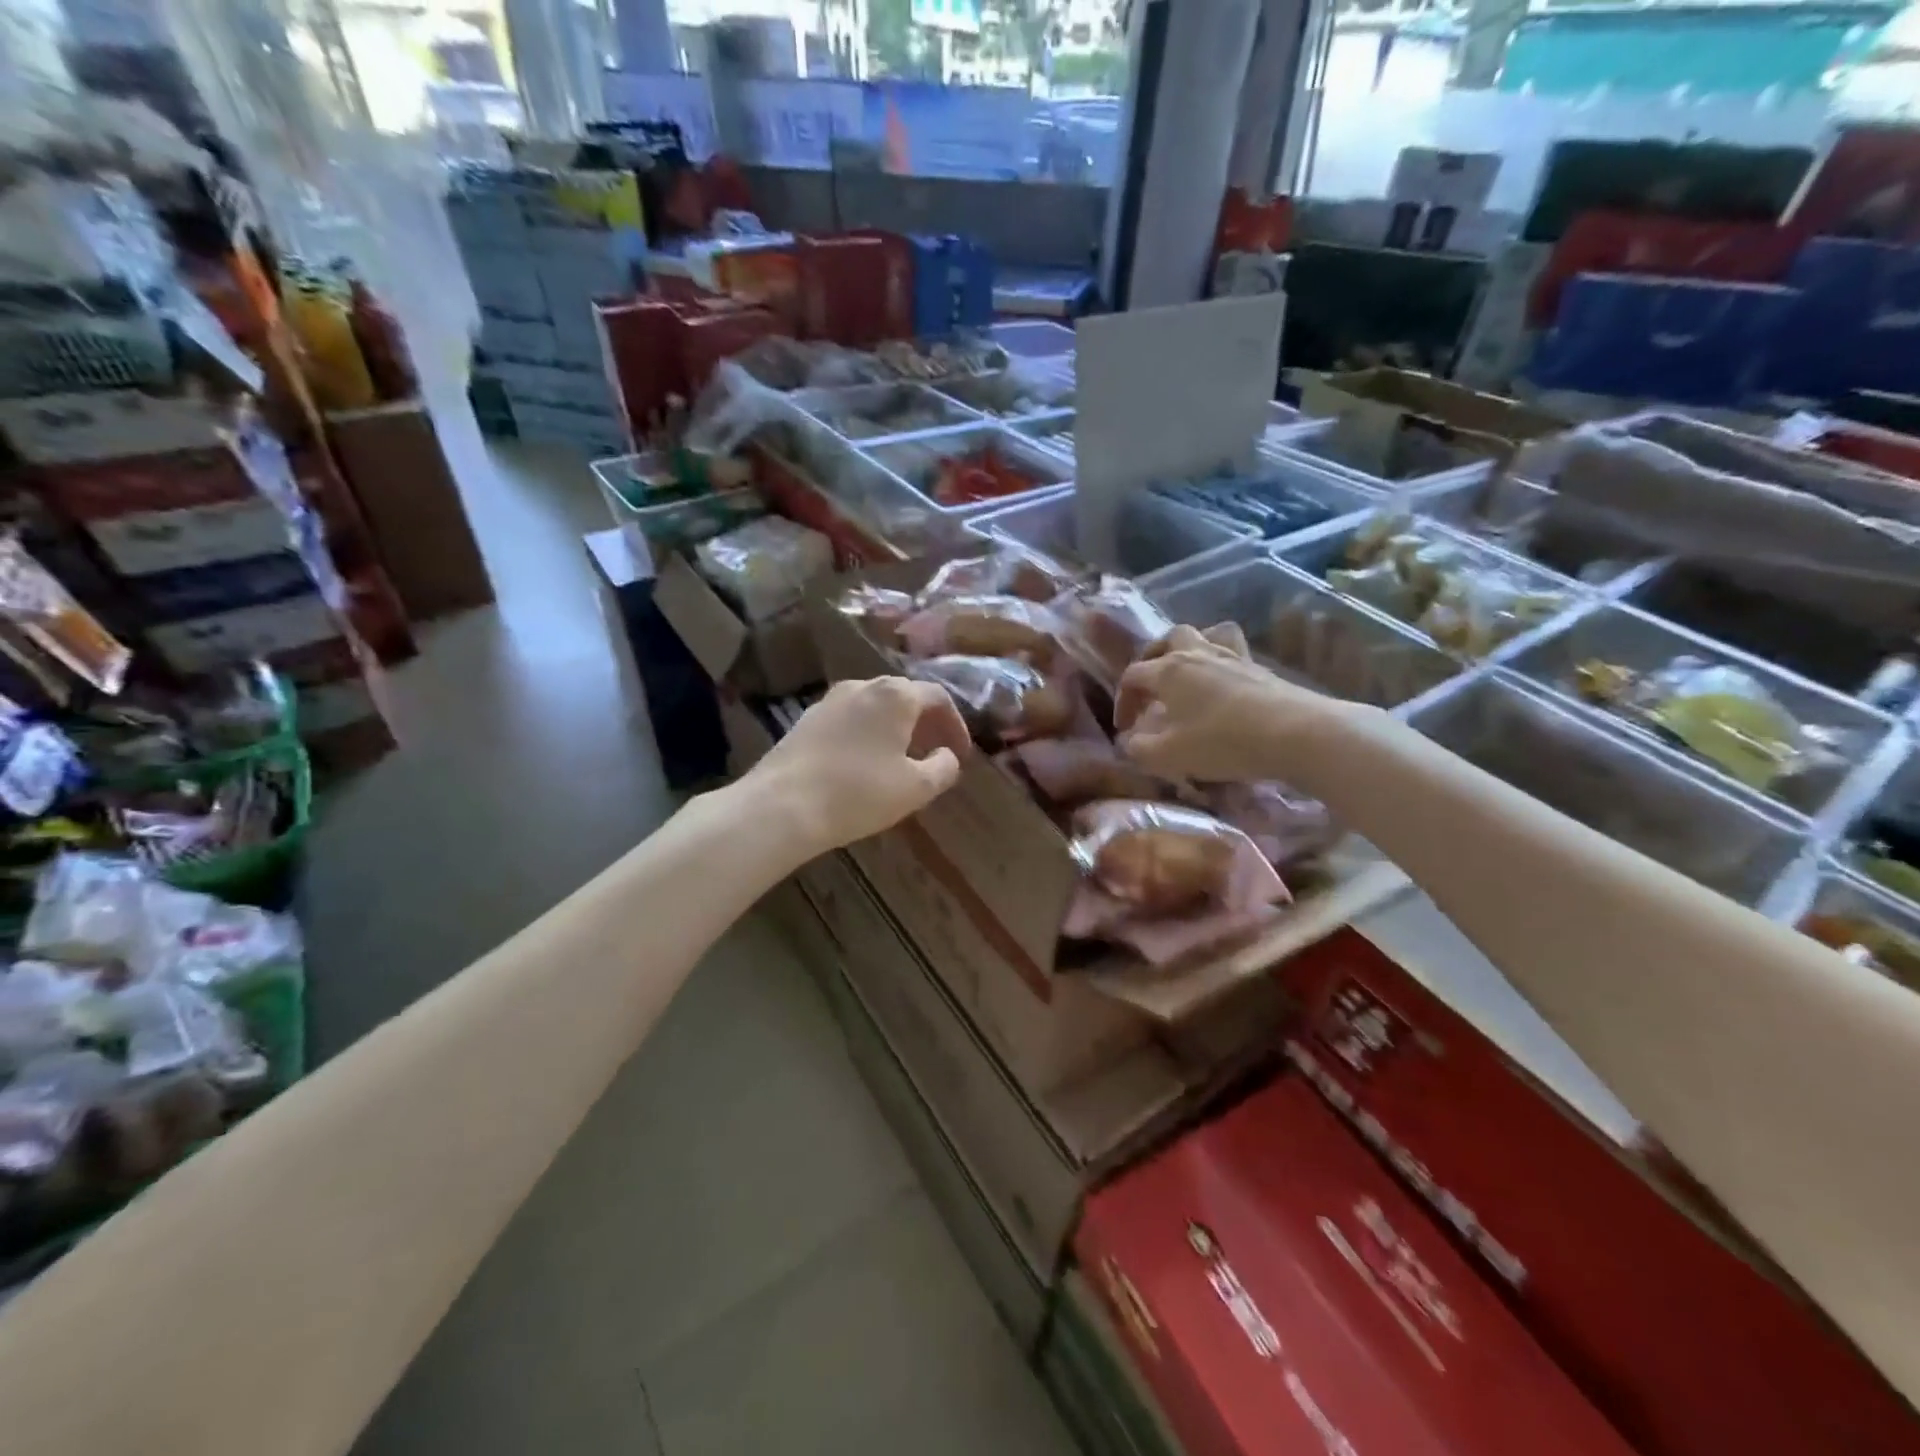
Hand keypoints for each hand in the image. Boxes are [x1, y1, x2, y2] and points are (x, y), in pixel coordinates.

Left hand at [753, 677, 971, 852]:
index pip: (938, 697)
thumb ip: (943, 768)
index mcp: (896, 695)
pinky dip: (867, 733)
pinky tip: (864, 763)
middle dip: (925, 723)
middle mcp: (863, 686)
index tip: (961, 753)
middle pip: (904, 696)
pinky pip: (849, 719)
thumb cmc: (859, 793)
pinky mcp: (806, 719)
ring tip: (901, 758)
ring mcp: (830, 700)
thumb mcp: (916, 788)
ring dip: (894, 728)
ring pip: (874, 706)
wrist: (782, 805)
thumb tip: (947, 756)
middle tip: (934, 752)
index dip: (955, 724)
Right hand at [1115, 624, 1338, 782]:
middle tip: (1152, 685)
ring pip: (1207, 634)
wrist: (1295, 734)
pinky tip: (1223, 685)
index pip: (1133, 675)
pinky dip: (1222, 662)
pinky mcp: (1260, 668)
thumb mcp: (1169, 755)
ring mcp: (1232, 657)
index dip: (1123, 700)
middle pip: (1169, 638)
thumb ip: (1140, 748)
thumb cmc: (1222, 742)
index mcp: (1169, 670)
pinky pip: (1233, 651)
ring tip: (1189, 671)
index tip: (1125, 727)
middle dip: (1153, 658)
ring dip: (1192, 648)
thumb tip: (1130, 741)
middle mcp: (1198, 653)